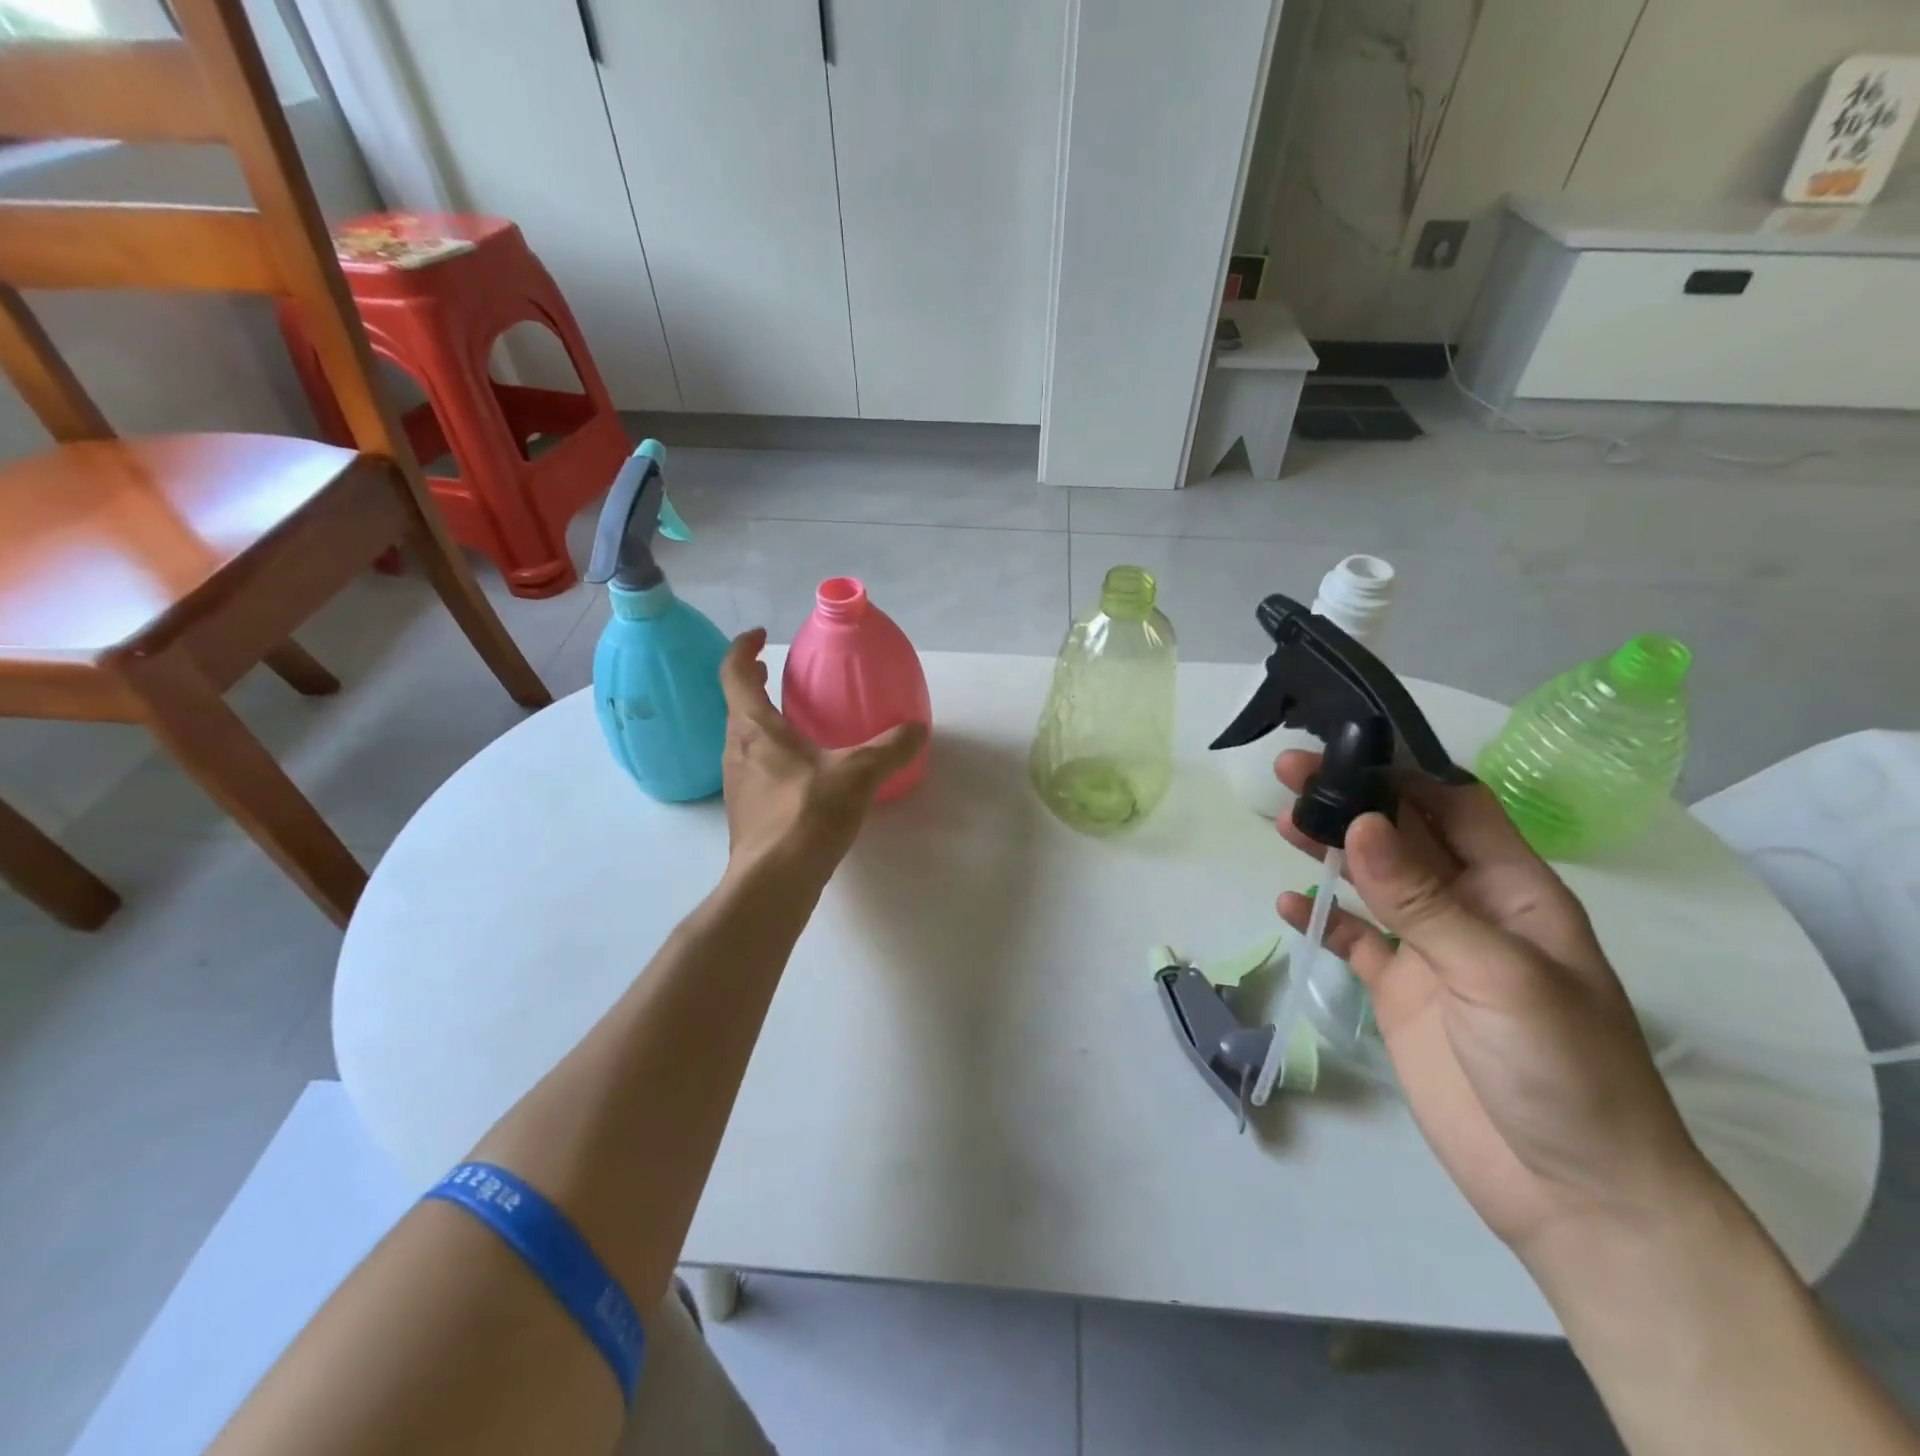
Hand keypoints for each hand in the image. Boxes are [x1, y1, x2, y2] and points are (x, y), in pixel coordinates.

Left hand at [717, 630, 925, 874]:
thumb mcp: (859, 774)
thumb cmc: (807, 814)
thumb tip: (917, 728)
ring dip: (760, 721)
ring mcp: (736, 783)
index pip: (734, 674)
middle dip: (753, 683)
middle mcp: (736, 750)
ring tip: (791, 721)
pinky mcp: (745, 812)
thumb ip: (890, 748)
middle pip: (736, 705)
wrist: (773, 882)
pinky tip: (800, 772)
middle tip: (776, 673)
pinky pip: (753, 768)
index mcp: (755, 728)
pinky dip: (769, 754)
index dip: (743, 649)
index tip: (760, 636)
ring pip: (742, 738)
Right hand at [1271, 751, 1715, 1265]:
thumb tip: (1359, 823)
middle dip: (1353, 801)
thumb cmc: (1563, 1071)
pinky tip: (1289, 902)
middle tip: (1289, 772)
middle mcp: (1471, 909)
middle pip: (1403, 836)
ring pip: (1372, 881)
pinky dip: (1322, 918)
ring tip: (1281, 822)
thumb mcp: (1497, 975)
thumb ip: (1423, 899)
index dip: (1405, 773)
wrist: (1573, 1195)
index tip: (1343, 749)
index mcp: (1515, 891)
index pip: (1457, 807)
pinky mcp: (1399, 991)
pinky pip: (1354, 939)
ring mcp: (1431, 951)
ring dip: (1330, 850)